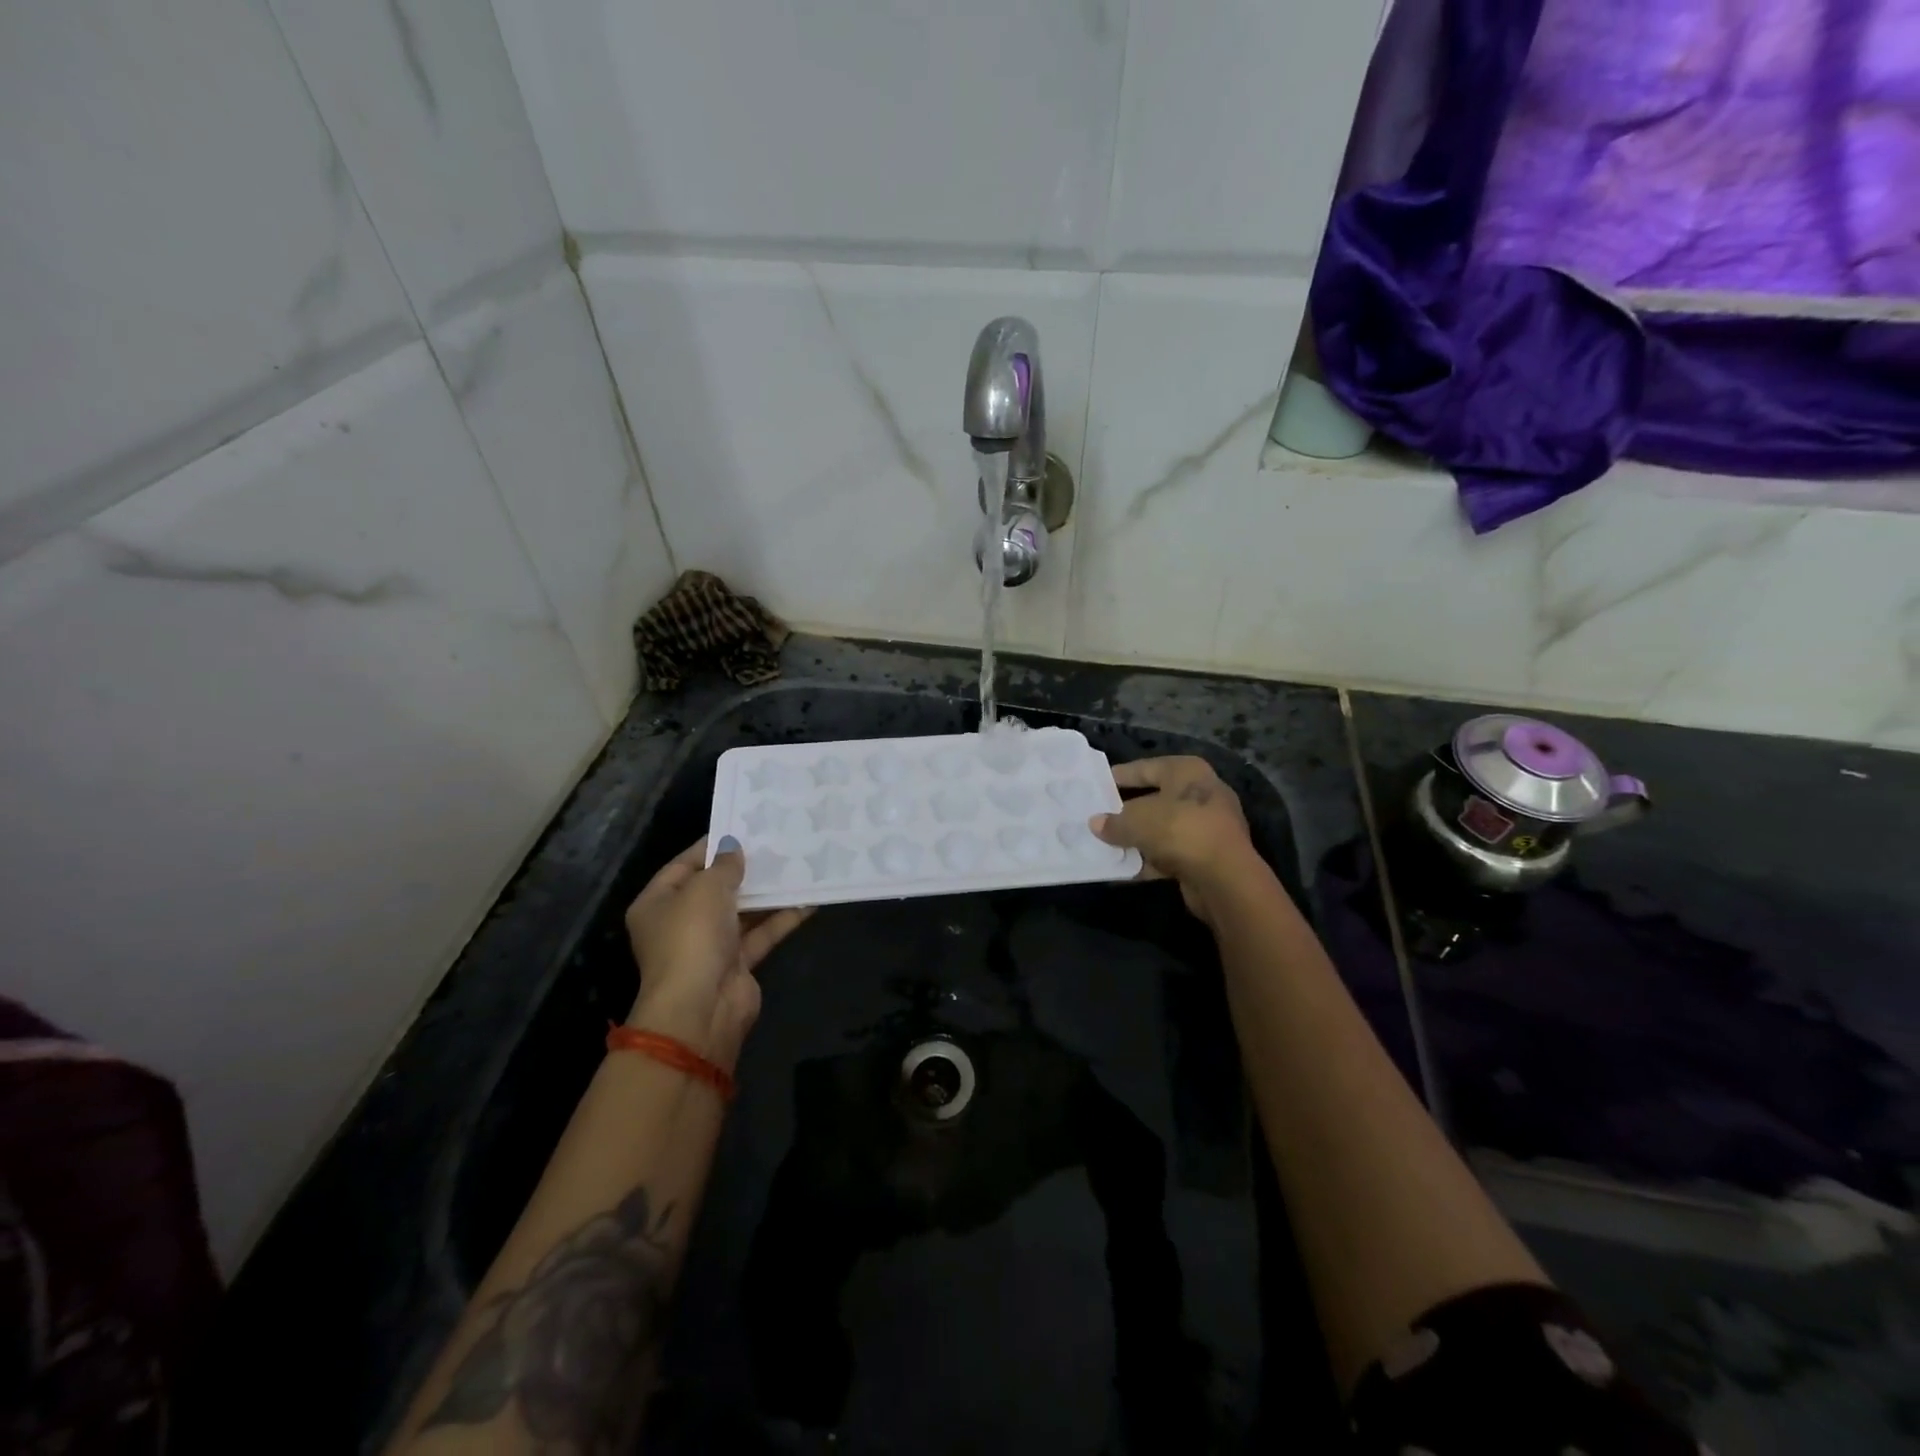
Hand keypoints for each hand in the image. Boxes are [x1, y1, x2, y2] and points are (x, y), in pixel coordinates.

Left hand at [623, 836, 811, 1072]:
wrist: (702, 1009)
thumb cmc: (692, 937)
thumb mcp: (706, 889)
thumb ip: (724, 865)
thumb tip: (734, 849)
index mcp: (657, 903)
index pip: (684, 865)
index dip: (712, 846)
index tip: (744, 828)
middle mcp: (680, 923)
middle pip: (715, 888)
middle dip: (745, 869)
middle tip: (776, 843)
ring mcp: (709, 946)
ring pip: (742, 911)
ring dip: (768, 893)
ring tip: (798, 865)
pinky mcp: (738, 963)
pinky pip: (761, 933)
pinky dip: (782, 918)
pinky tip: (809, 899)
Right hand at [1090, 757, 1256, 922]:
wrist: (1225, 878)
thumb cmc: (1179, 831)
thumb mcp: (1137, 822)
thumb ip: (1114, 822)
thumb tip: (1096, 823)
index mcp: (1187, 771)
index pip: (1145, 767)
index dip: (1119, 776)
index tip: (1096, 785)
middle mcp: (1201, 792)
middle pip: (1154, 798)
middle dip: (1126, 811)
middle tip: (1098, 816)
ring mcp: (1207, 825)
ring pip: (1161, 828)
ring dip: (1136, 838)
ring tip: (1105, 844)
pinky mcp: (1208, 854)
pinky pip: (1170, 851)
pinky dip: (1149, 859)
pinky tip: (1124, 868)